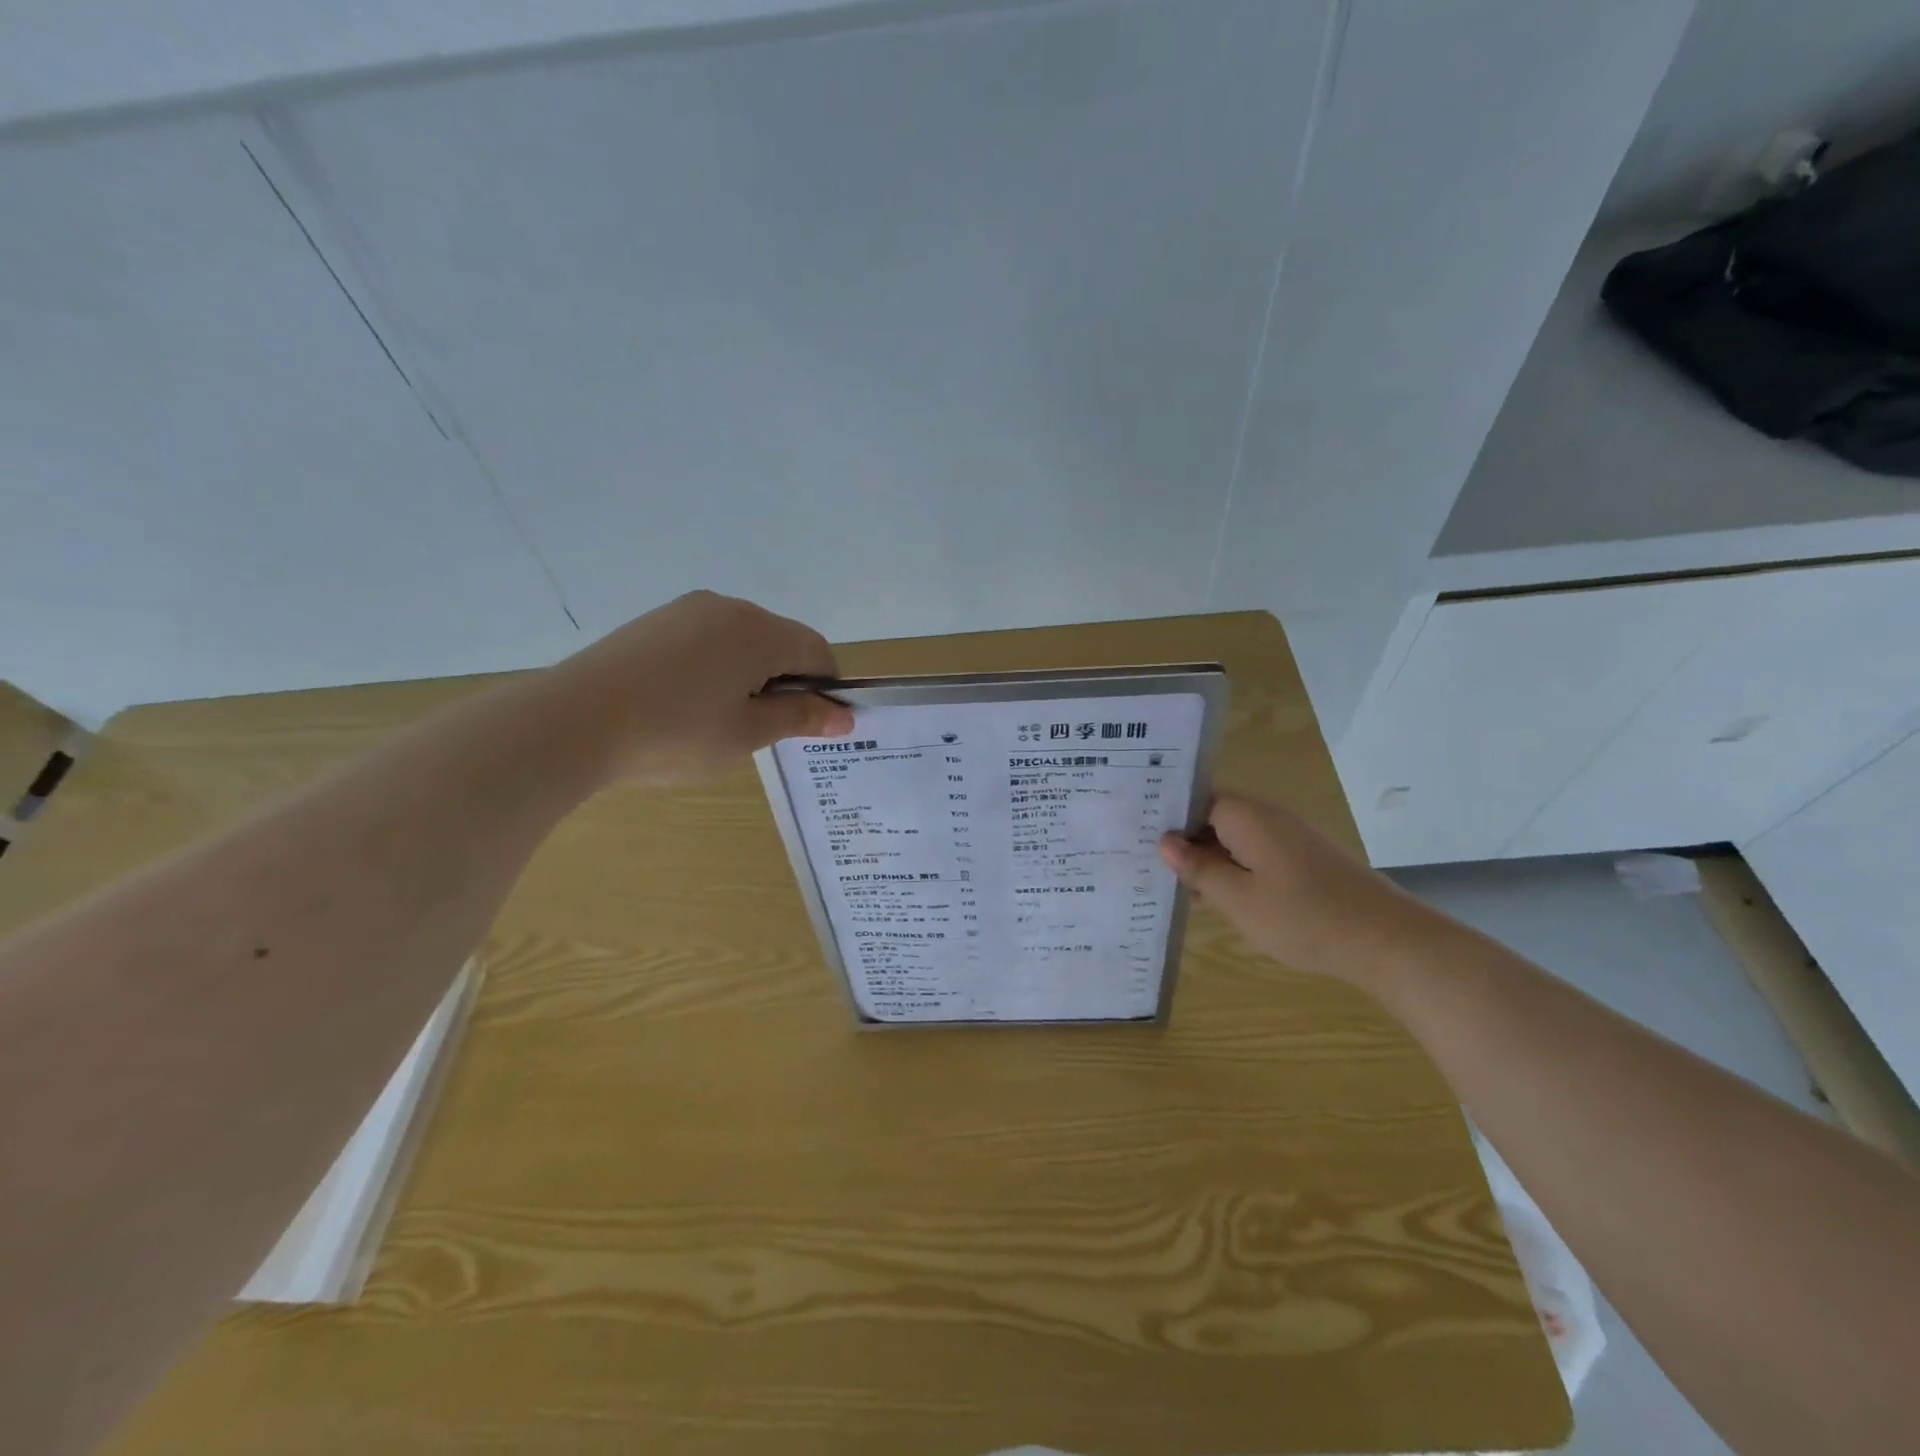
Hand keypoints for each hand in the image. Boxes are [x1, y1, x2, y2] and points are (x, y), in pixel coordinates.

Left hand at [550, 591, 854, 784]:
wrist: (571, 723)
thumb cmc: (675, 732)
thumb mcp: (747, 733)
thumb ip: (800, 718)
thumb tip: (843, 717)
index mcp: (758, 630)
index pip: (816, 650)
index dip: (826, 688)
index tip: (814, 725)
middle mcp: (726, 607)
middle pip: (779, 641)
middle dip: (786, 681)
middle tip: (764, 729)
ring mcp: (685, 610)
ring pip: (741, 640)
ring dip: (750, 674)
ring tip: (720, 720)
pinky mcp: (653, 622)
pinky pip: (705, 640)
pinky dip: (715, 667)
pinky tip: (686, 703)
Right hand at [1158, 792, 1438, 986]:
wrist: (1388, 941)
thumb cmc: (1304, 918)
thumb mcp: (1238, 900)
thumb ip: (1198, 868)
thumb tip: (1165, 842)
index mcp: (1247, 816)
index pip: (1194, 798)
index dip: (1165, 814)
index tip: (1135, 833)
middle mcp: (1268, 816)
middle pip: (1213, 815)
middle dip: (1183, 838)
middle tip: (1145, 862)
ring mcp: (1289, 836)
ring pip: (1233, 836)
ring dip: (1208, 856)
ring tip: (1174, 883)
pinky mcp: (1304, 858)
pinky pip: (1255, 851)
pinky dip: (1233, 867)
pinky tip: (1218, 895)